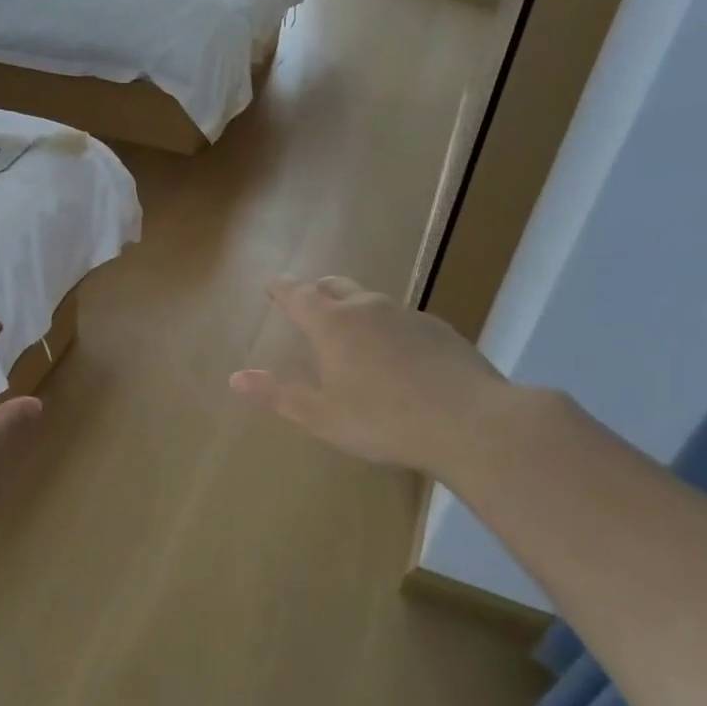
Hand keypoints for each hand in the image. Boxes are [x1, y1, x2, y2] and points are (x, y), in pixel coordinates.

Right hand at [230, 276, 510, 478]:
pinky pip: (402, 319)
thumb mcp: (320, 415)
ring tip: (349, 327)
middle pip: (335, 286)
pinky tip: (395, 353)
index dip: (282, 288)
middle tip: (307, 299)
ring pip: (371, 300)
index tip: (272, 283)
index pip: (298, 295)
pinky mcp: (440, 331)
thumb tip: (235, 378)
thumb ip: (278, 394)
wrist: (470, 423)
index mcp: (332, 324)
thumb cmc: (382, 420)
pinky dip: (387, 327)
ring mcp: (408, 315)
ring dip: (354, 306)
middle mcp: (368, 308)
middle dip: (316, 289)